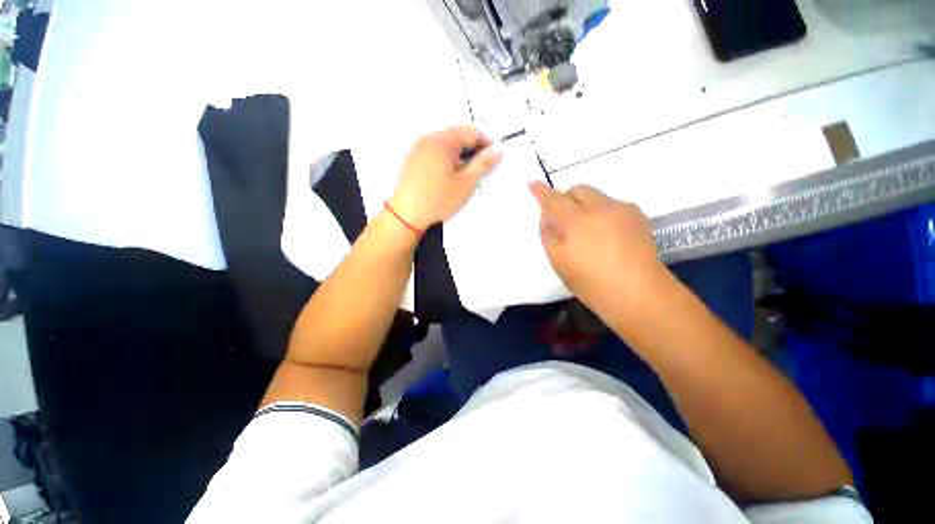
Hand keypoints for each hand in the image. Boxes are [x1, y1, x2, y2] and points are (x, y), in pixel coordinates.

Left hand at [388, 126, 502, 230]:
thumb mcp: (466, 183)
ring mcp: (418, 149)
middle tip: (478, 171)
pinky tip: (447, 178)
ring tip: (463, 177)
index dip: (486, 143)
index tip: (492, 159)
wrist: (406, 215)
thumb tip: (497, 150)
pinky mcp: (412, 161)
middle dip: (472, 150)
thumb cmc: (439, 199)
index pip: (470, 131)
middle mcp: (428, 139)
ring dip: (459, 156)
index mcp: (442, 141)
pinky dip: (446, 161)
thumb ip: (483, 164)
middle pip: (457, 136)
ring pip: (445, 146)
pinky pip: (434, 153)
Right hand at [529, 181, 665, 310]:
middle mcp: (601, 207)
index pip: (554, 199)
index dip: (541, 191)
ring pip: (597, 196)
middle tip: (563, 219)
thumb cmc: (591, 282)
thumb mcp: (559, 262)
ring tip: (588, 231)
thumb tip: (547, 217)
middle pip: (579, 189)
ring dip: (585, 206)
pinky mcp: (638, 216)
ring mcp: (623, 209)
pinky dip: (602, 213)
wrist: (639, 294)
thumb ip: (548, 235)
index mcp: (577, 220)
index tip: (532, 184)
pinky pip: (613, 205)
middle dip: (566, 197)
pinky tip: (607, 235)